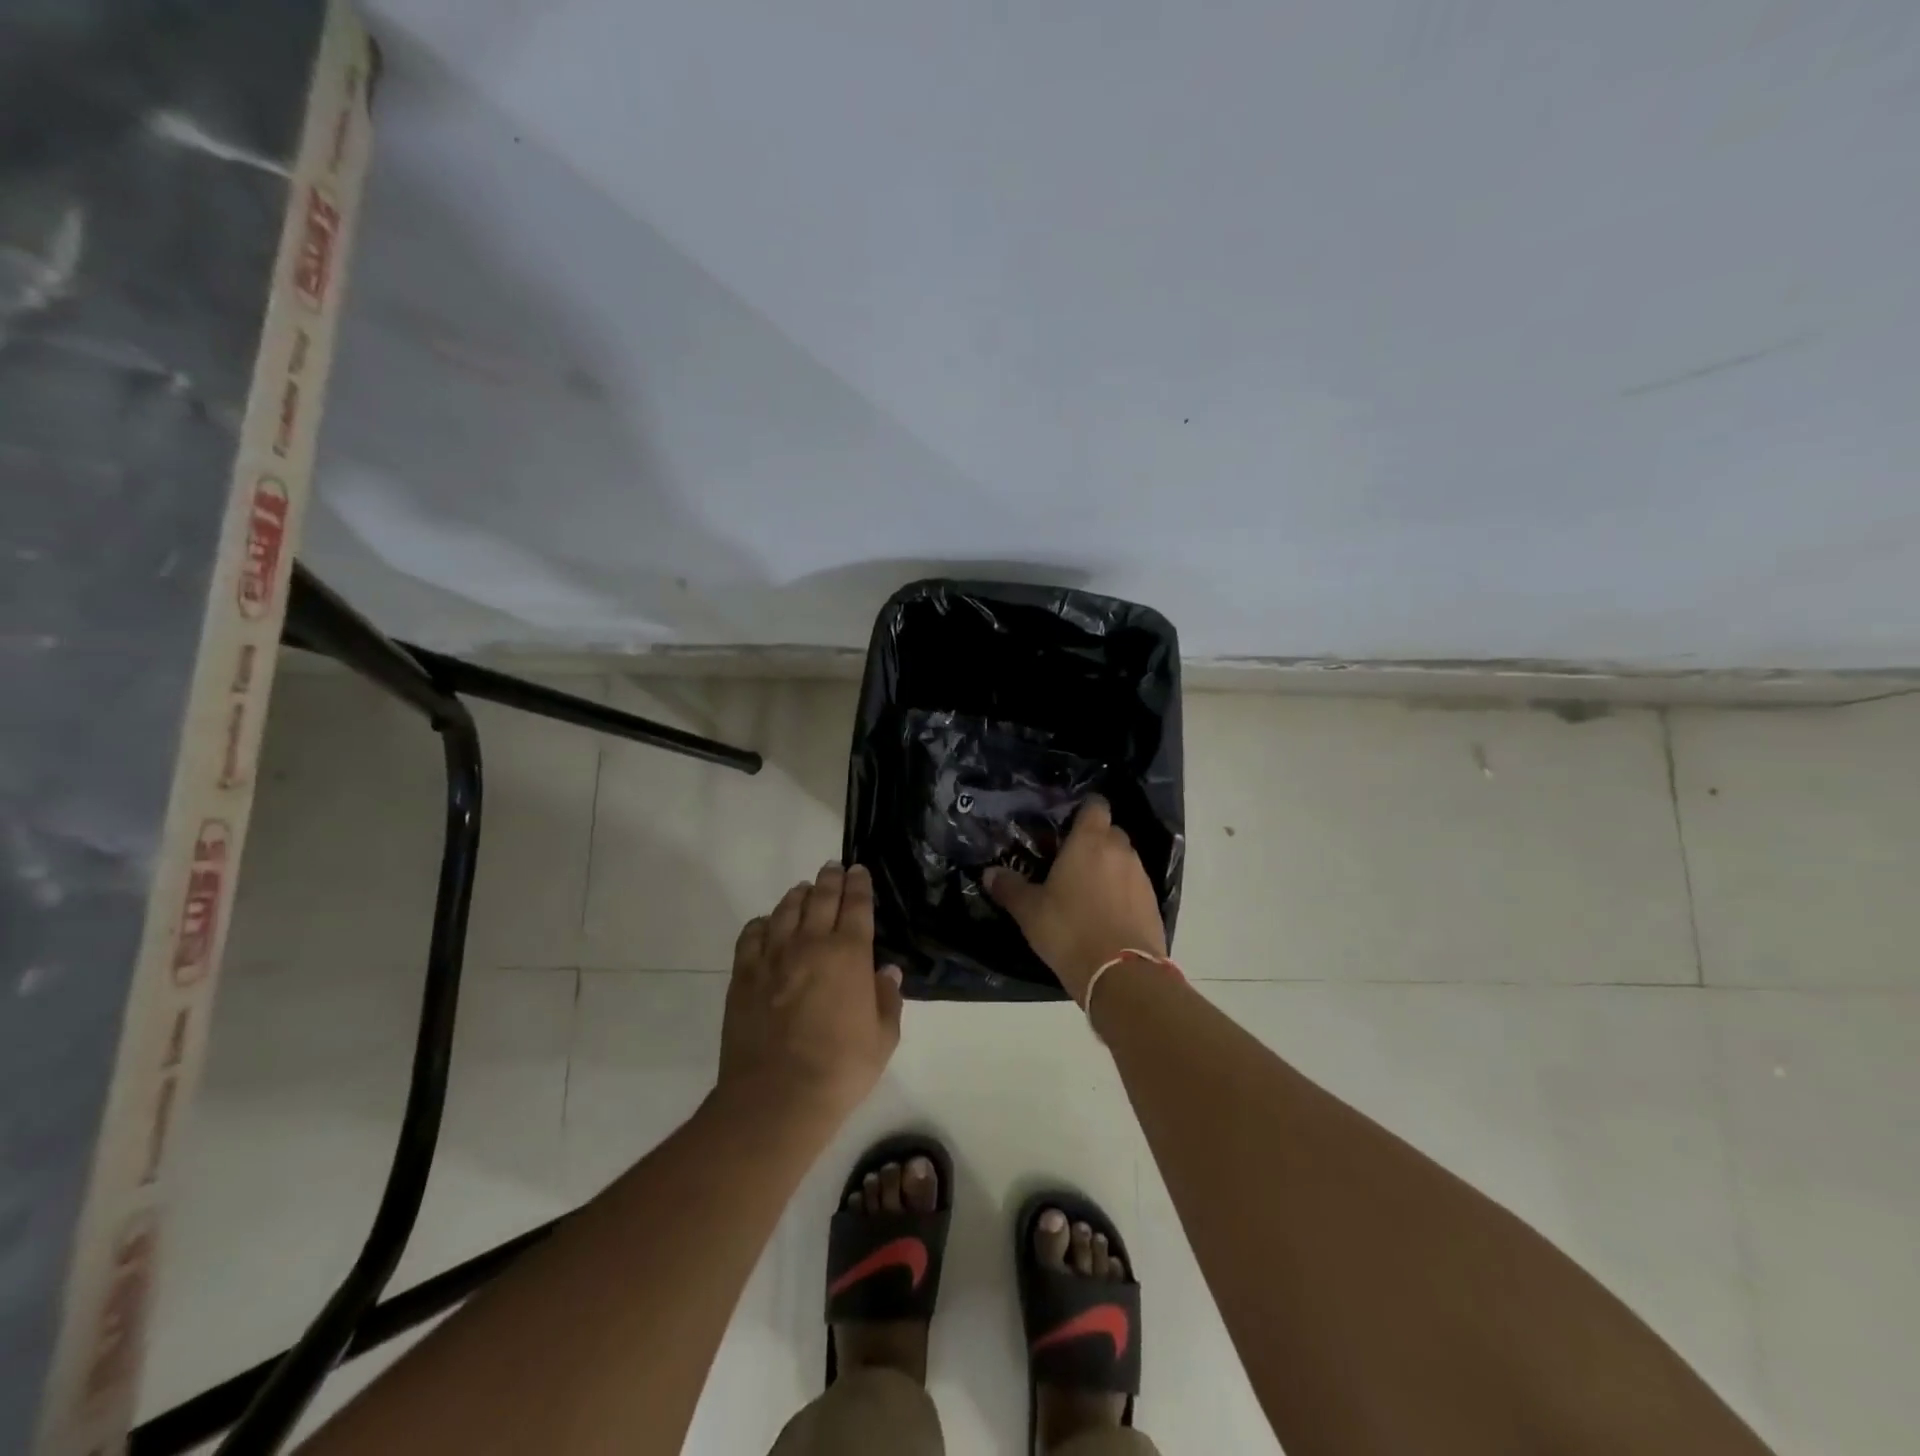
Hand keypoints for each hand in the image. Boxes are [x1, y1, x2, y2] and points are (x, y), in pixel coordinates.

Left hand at [718, 862, 903, 1124]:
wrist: (777, 1098)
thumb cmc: (840, 1069)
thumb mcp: (883, 1038)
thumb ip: (887, 999)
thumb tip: (887, 971)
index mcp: (849, 954)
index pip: (856, 906)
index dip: (859, 885)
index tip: (859, 871)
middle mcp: (810, 944)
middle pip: (820, 898)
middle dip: (830, 879)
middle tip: (833, 868)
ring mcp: (772, 957)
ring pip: (785, 910)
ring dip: (798, 895)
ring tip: (804, 889)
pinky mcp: (743, 975)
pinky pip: (751, 935)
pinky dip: (763, 923)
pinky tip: (768, 924)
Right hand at [986, 796, 1166, 1003]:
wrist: (1121, 974)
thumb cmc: (1069, 930)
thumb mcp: (1030, 911)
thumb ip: (1010, 887)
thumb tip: (989, 873)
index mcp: (1089, 841)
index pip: (1095, 805)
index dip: (1083, 810)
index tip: (1067, 824)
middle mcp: (1120, 850)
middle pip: (1110, 831)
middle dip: (1094, 840)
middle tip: (1070, 861)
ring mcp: (1141, 877)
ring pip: (1124, 859)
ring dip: (1109, 867)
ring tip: (1086, 891)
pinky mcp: (1153, 903)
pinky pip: (1134, 886)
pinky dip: (1122, 892)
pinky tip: (1105, 914)